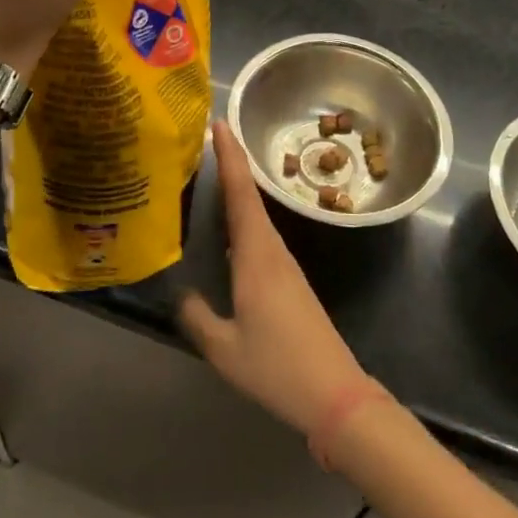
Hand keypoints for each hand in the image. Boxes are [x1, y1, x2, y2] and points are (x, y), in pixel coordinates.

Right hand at [180, 122, 372, 435]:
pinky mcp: (289, 279)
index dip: (230, 156)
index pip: (240, 193)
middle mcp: (272, 249)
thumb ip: (198, 317)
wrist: (335, 393)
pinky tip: (230, 226)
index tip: (220, 123)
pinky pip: (261, 234)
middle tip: (208, 138)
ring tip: (213, 172)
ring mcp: (284, 264)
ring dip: (238, 188)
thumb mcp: (224, 348)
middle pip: (250, 195)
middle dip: (231, 163)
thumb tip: (182, 295)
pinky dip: (244, 215)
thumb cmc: (277, 367)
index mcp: (256, 255)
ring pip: (257, 213)